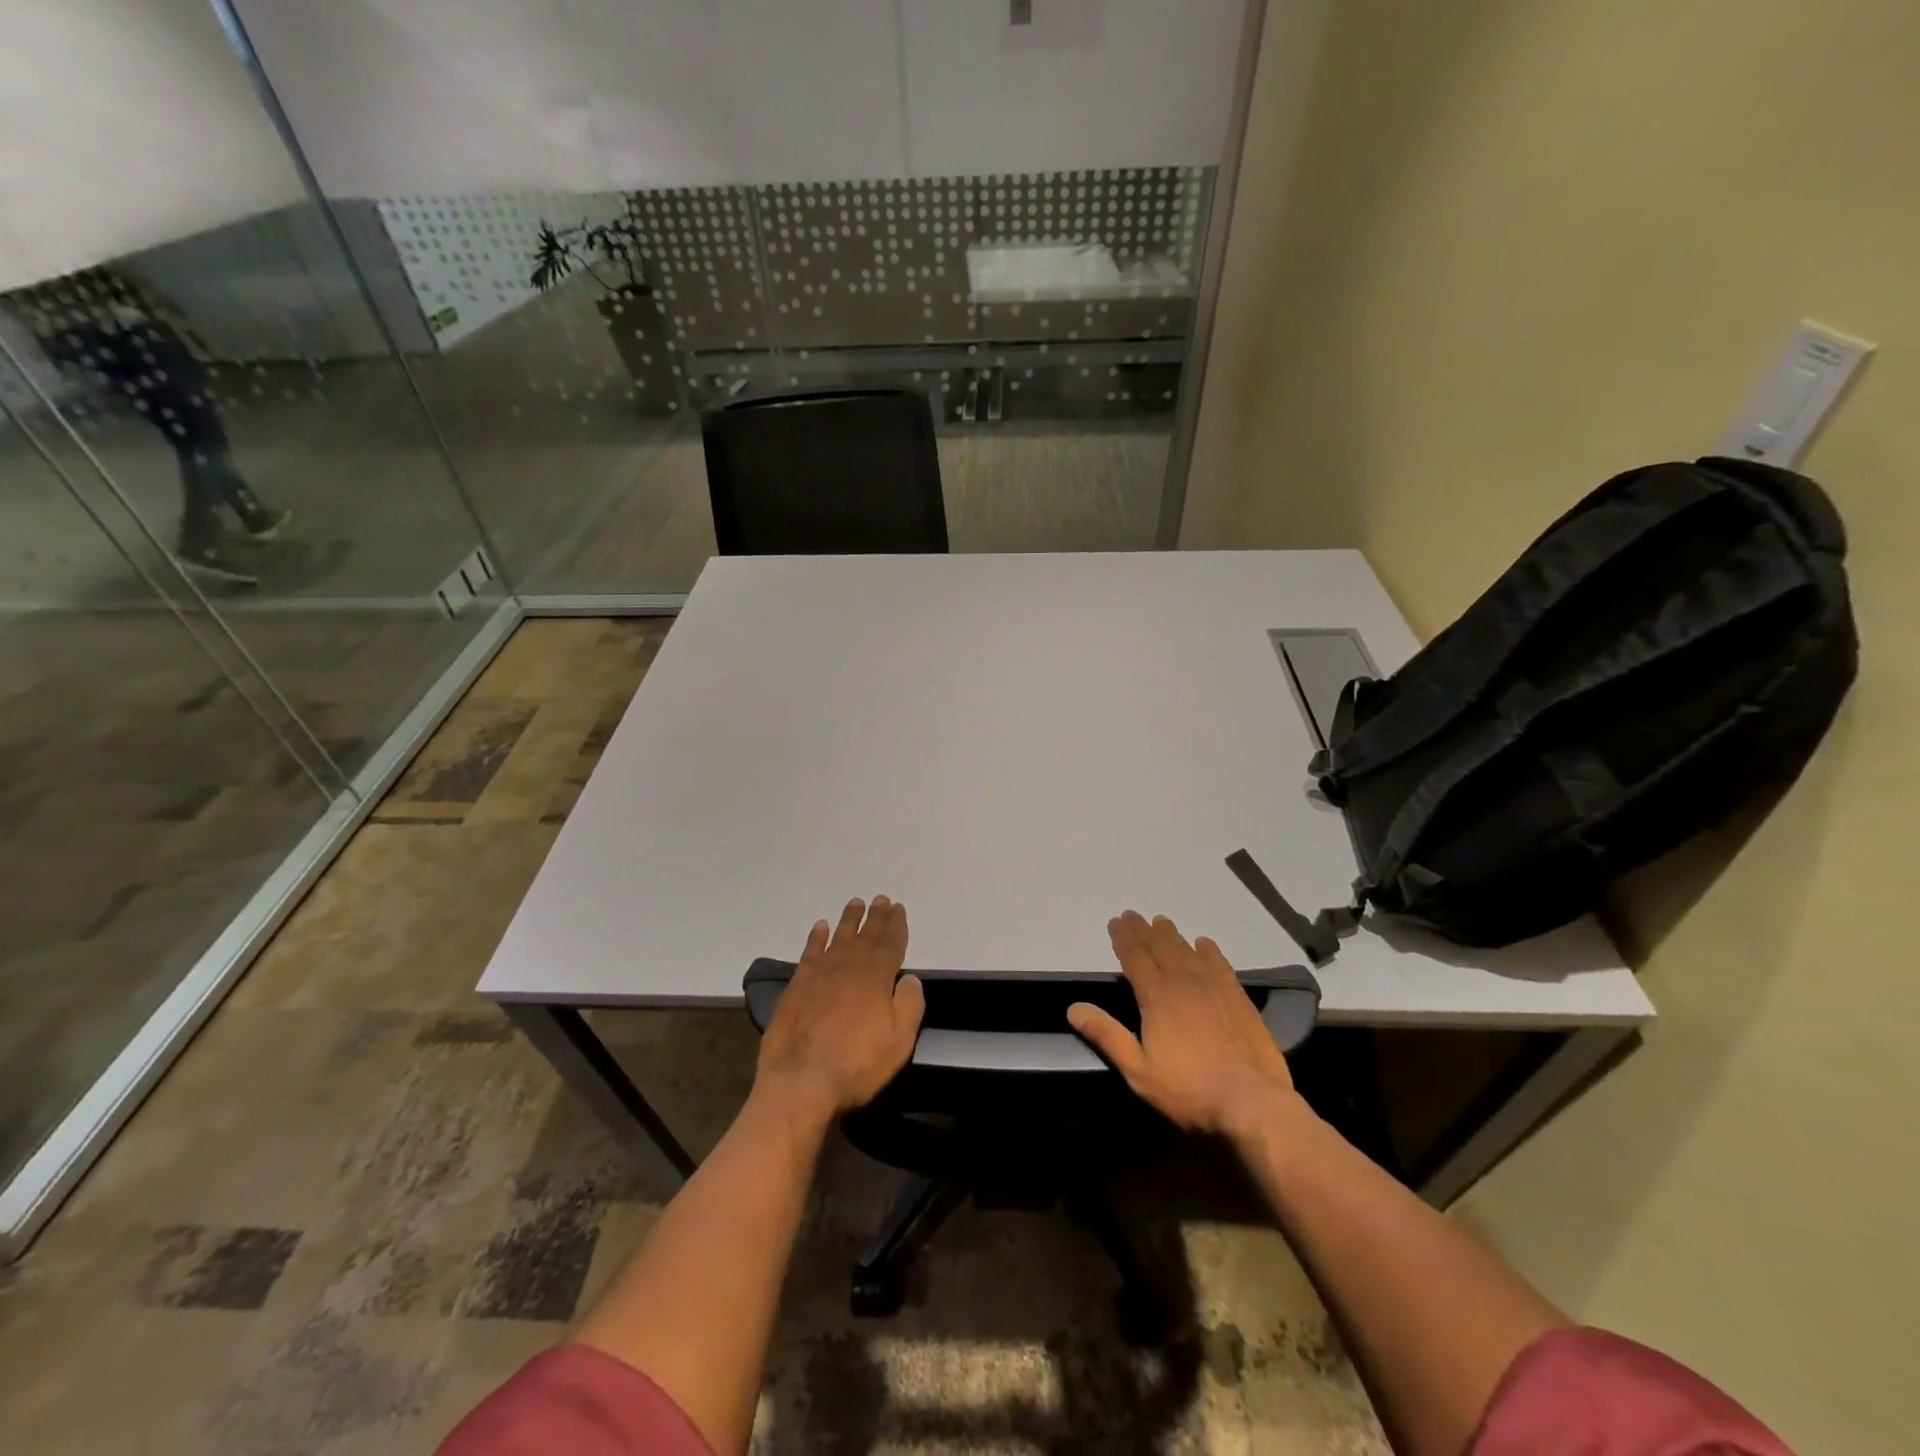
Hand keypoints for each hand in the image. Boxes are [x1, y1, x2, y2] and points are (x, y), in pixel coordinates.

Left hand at [754, 897, 924, 1122]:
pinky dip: (816, 938)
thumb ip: (909, 1006)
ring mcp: (820, 975)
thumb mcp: (898, 1042)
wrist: (800, 1081)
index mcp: (876, 979)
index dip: (896, 926)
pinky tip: (820, 927)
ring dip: (849, 920)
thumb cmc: (856, 1065)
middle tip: (881, 900)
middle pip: (866, 936)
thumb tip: (910, 978)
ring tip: (855, 903)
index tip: (898, 908)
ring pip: (838, 938)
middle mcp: (848, 968)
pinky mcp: (797, 986)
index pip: (890, 945)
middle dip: (876, 917)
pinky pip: (810, 952)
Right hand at [1068, 910, 1297, 1136]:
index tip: (1115, 921)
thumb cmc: (1188, 1090)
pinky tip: (1204, 944)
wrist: (1251, 1102)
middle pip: (1160, 948)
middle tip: (1133, 915)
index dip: (1123, 939)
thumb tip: (1073, 1008)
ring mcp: (1215, 989)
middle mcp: (1184, 983)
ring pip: (1188, 952)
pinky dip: (1210, 951)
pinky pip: (1220, 965)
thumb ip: (1107, 1035)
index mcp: (1157, 997)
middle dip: (1144, 930)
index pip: (1135, 958)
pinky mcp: (1239, 1000)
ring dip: (1172, 935)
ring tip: (1162, 922)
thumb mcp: (1138, 1070)